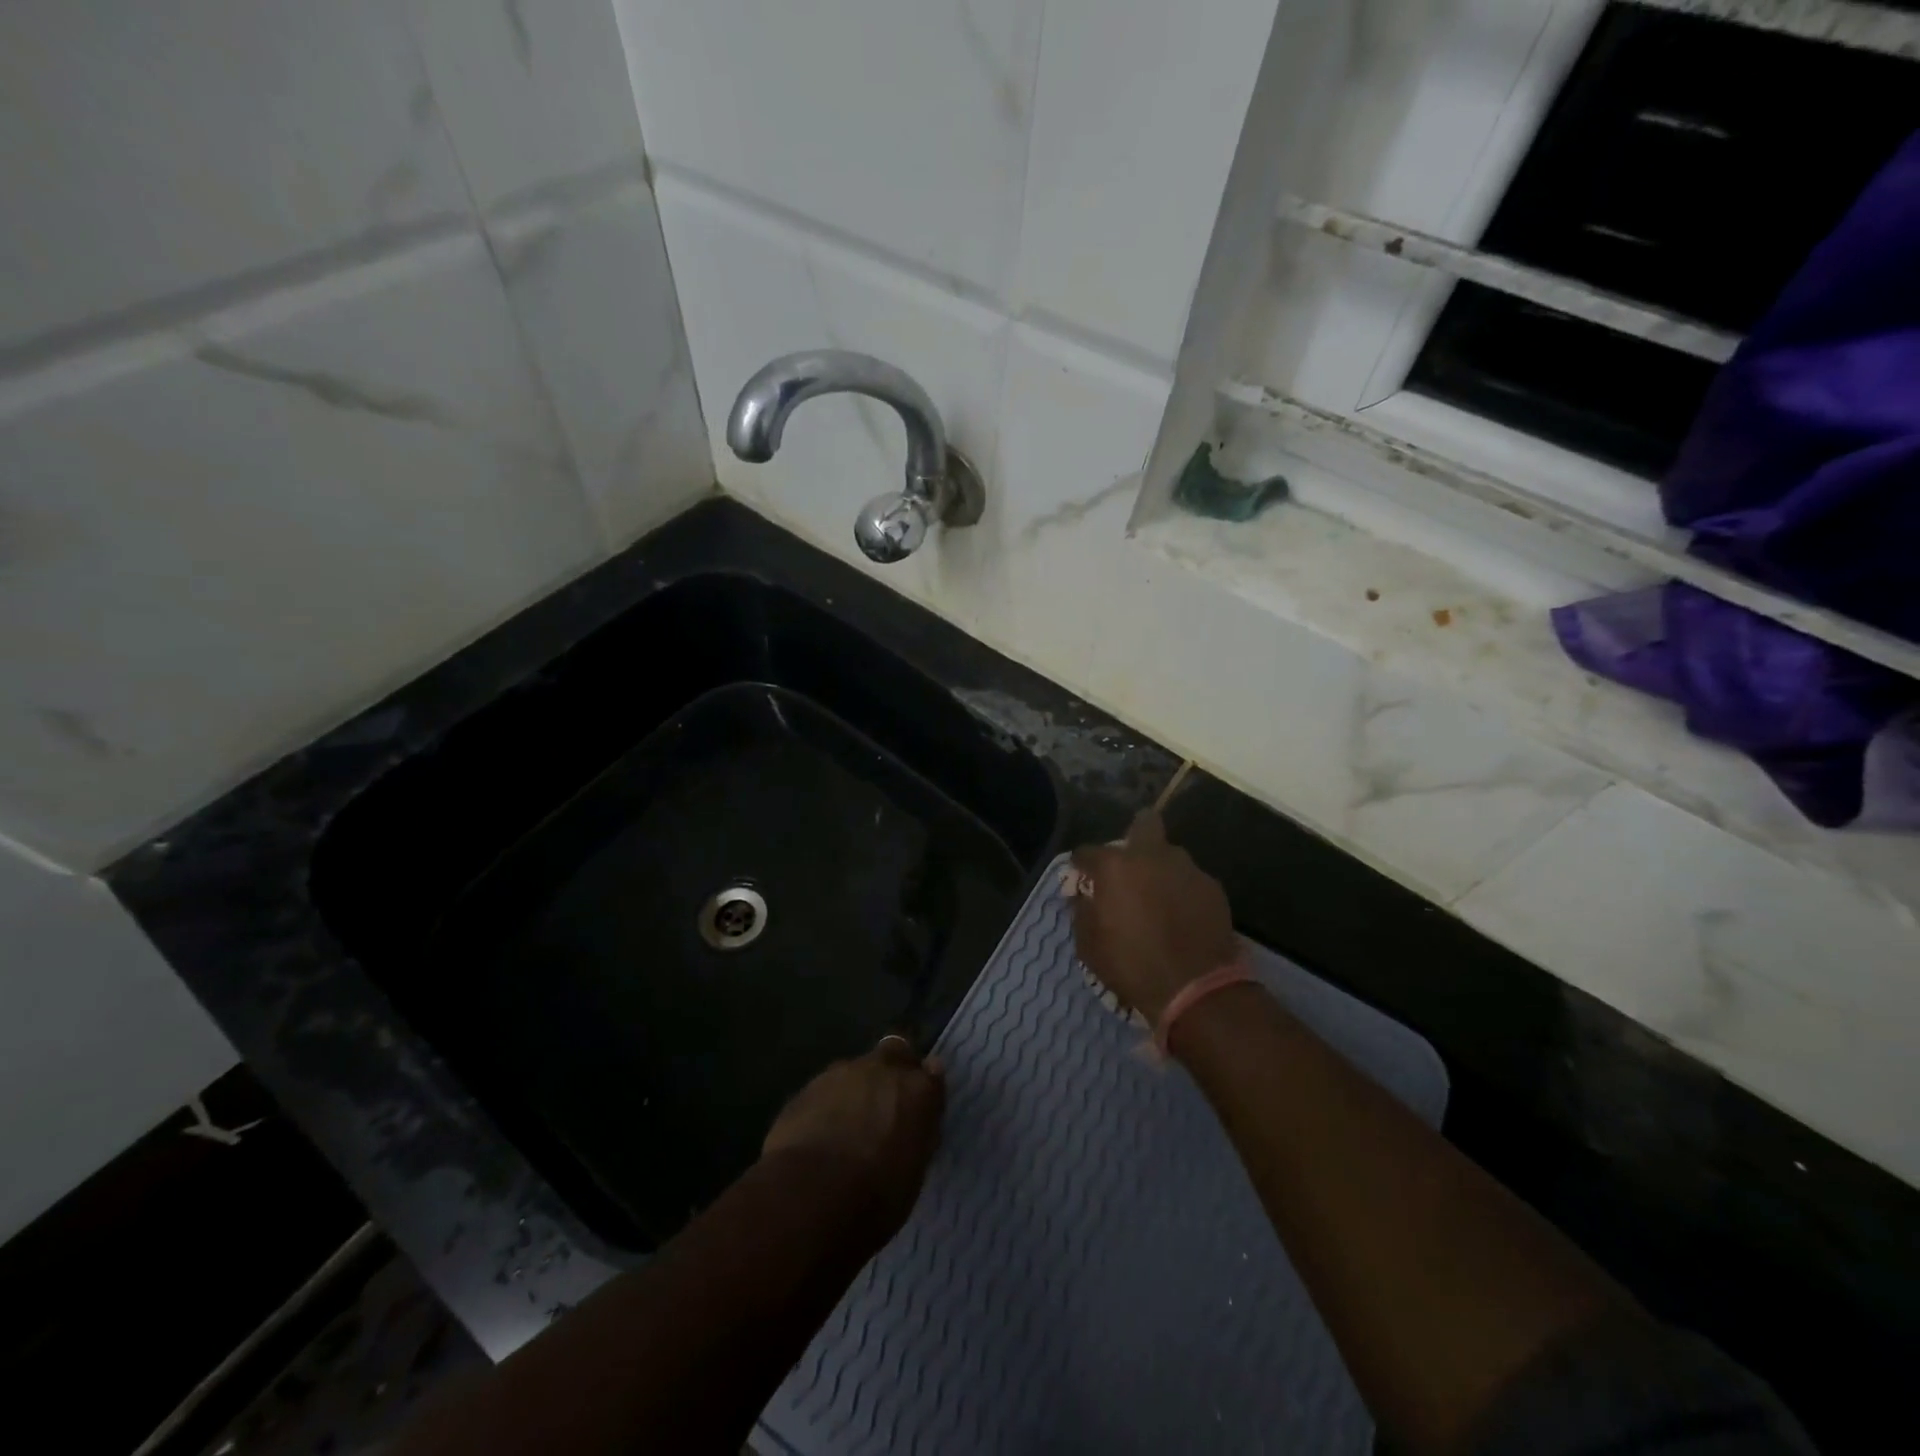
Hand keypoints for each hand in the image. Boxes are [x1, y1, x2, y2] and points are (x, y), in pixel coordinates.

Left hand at [761, 1038, 945, 1231]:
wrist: (810, 1195)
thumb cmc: (875, 1198)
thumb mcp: (912, 1173)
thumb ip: (914, 1136)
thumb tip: (911, 1126)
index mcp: (919, 1091)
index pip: (933, 1074)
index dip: (923, 1089)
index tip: (918, 1108)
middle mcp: (884, 1069)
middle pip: (896, 1051)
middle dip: (892, 1070)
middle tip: (885, 1104)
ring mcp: (843, 1072)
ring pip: (857, 1070)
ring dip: (857, 1089)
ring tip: (846, 1126)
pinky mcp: (808, 1085)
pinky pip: (826, 1089)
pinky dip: (827, 1104)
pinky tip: (819, 1133)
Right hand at [1070, 809, 1238, 1023]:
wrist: (1196, 988)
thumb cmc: (1132, 966)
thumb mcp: (1089, 946)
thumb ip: (1082, 912)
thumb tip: (1082, 896)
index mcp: (1115, 867)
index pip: (1087, 852)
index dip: (1081, 865)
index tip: (1081, 879)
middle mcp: (1151, 856)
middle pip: (1144, 823)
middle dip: (1134, 836)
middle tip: (1130, 867)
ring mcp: (1187, 868)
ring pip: (1170, 854)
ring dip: (1161, 868)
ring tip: (1159, 896)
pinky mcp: (1213, 886)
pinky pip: (1190, 879)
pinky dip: (1183, 890)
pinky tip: (1183, 914)